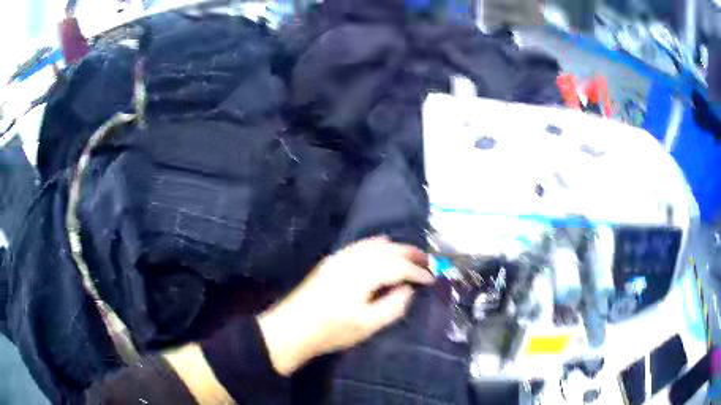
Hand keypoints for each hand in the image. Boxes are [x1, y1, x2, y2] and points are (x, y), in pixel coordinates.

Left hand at [257, 237, 433, 375]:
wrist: (292, 327)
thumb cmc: (331, 331)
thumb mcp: (367, 326)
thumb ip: (392, 306)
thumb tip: (408, 289)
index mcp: (363, 276)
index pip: (398, 267)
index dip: (417, 271)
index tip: (431, 278)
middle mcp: (353, 260)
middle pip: (388, 250)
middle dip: (410, 253)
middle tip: (428, 260)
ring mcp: (340, 258)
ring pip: (373, 244)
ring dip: (395, 247)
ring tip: (410, 254)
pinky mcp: (331, 261)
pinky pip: (359, 245)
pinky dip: (375, 244)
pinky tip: (381, 246)